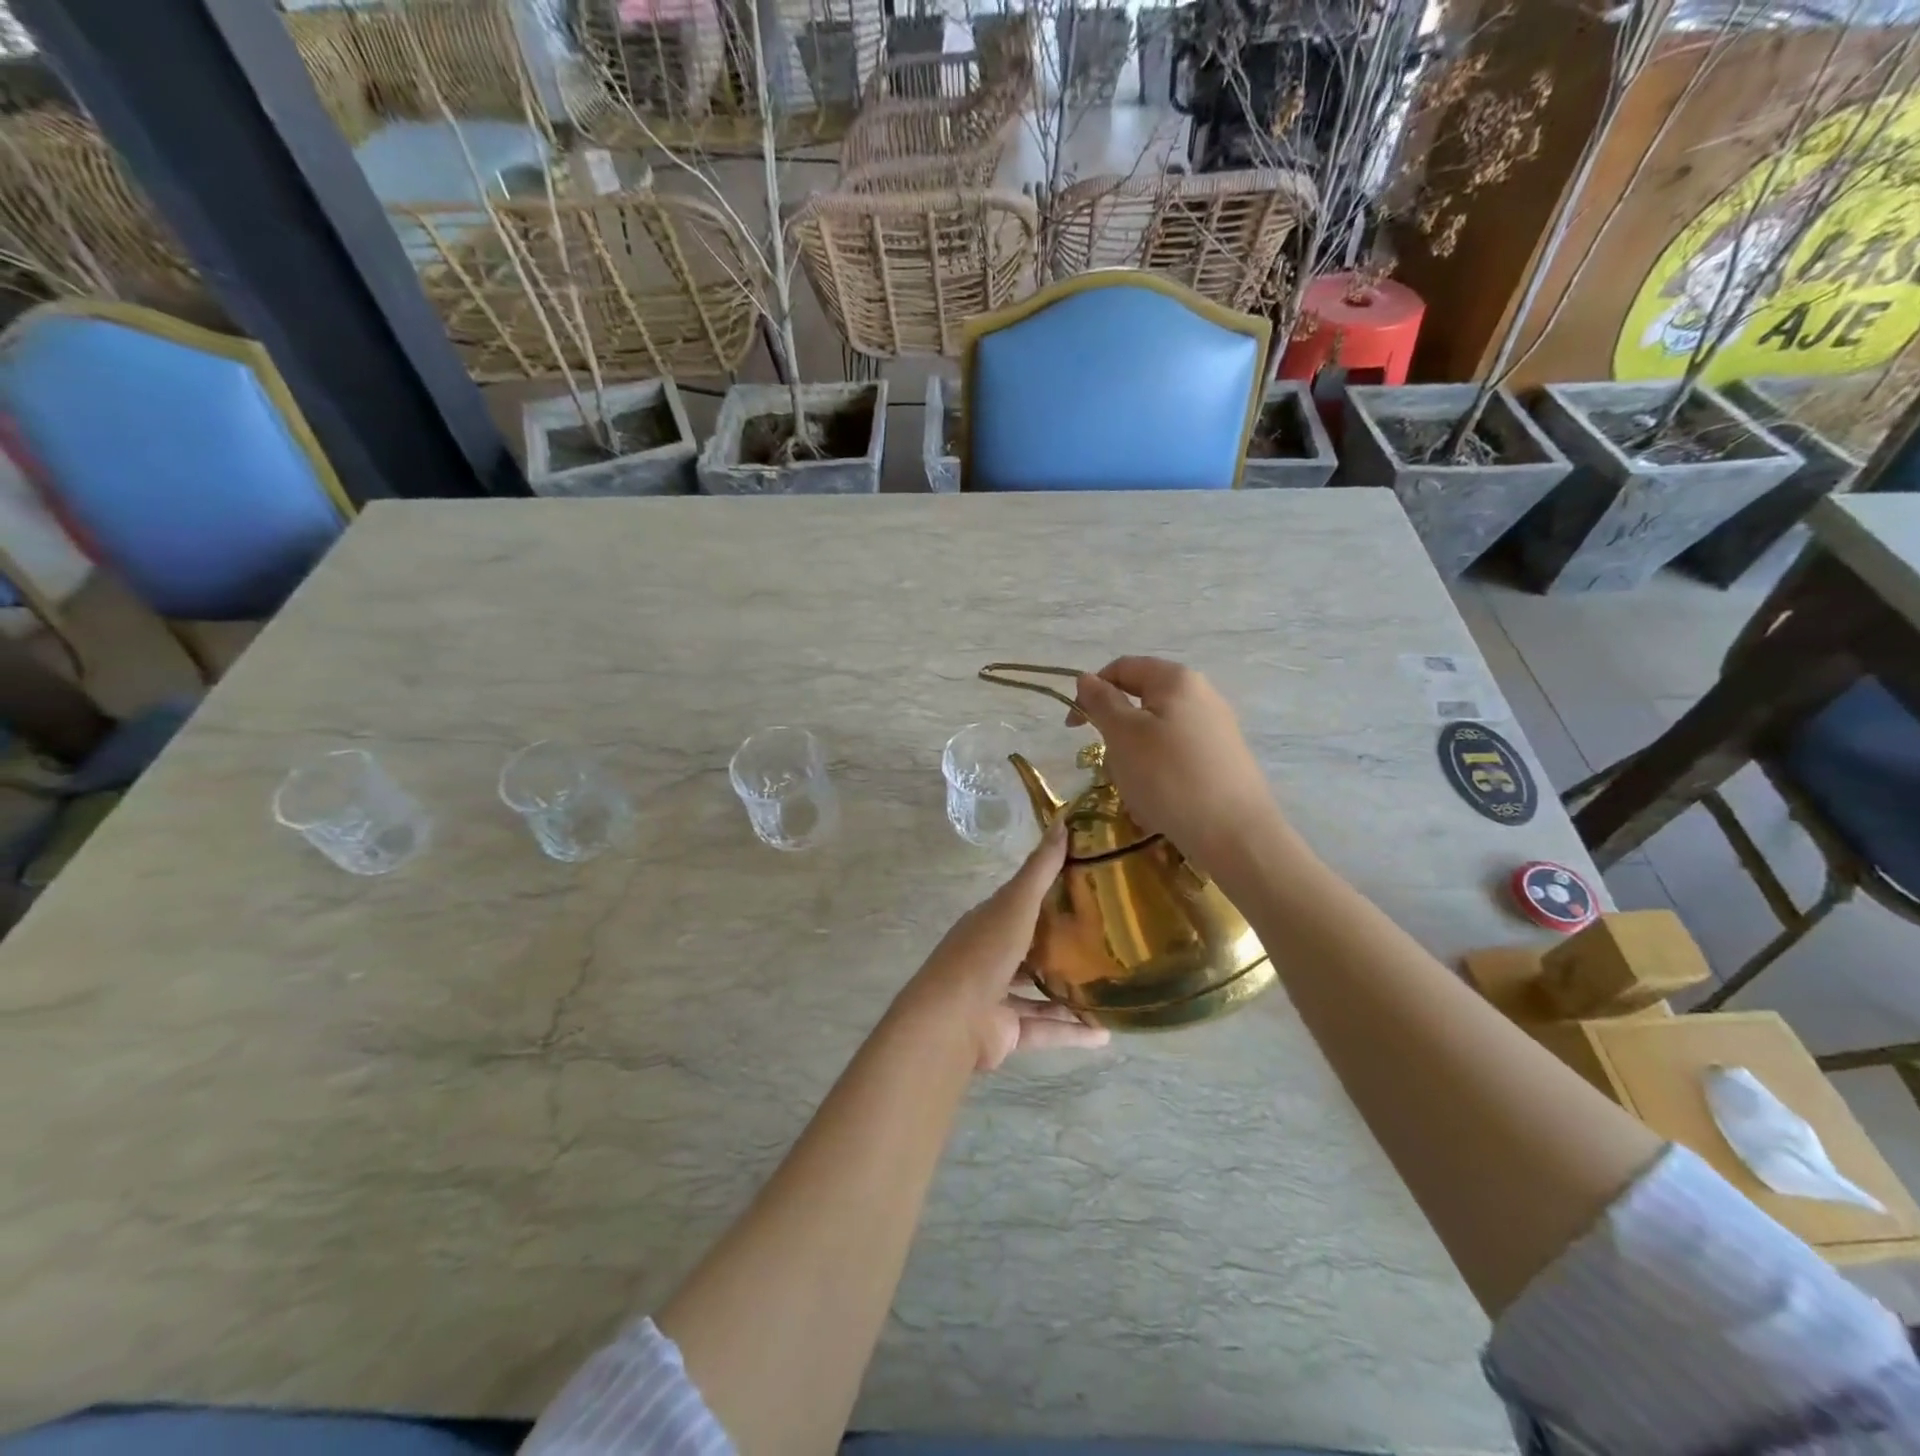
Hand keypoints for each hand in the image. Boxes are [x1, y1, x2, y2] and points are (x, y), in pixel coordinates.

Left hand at [895, 822, 1109, 1071]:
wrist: (952, 1020)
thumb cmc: (984, 953)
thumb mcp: (1015, 904)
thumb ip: (1040, 869)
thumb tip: (1064, 821)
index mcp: (989, 923)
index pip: (1021, 904)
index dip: (1050, 895)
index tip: (1089, 889)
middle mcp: (992, 957)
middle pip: (1031, 948)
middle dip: (1062, 946)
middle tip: (1107, 942)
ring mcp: (997, 996)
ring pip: (1041, 992)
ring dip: (1072, 993)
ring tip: (1110, 989)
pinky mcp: (1007, 1032)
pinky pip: (1046, 1029)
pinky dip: (1072, 1032)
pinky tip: (1104, 1034)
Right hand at [1070, 656, 1284, 874]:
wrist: (1236, 834)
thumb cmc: (1169, 777)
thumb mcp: (1123, 735)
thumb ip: (1102, 702)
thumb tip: (1086, 679)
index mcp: (1176, 679)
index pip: (1122, 668)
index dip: (1091, 691)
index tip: (1074, 727)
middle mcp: (1201, 694)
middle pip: (1141, 700)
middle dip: (1115, 730)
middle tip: (1107, 763)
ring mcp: (1216, 727)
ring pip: (1157, 731)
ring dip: (1134, 755)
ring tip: (1134, 787)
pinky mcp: (1223, 758)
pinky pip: (1177, 755)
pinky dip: (1159, 771)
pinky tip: (1158, 800)